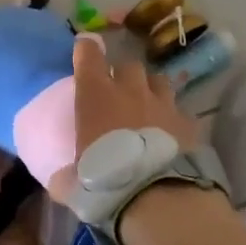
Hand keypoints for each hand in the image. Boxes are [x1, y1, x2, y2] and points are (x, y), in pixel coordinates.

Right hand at [68, 34, 199, 172]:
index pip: (89, 54)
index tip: (84, 50)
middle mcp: (130, 90)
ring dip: (151, 89)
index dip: (86, 49)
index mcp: (96, 94)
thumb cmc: (103, 179)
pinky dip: (174, 119)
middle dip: (123, 75)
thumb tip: (59, 181)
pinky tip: (171, 133)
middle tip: (119, 92)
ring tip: (148, 106)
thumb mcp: (73, 181)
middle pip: (129, 65)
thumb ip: (64, 176)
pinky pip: (180, 112)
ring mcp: (162, 103)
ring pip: (159, 81)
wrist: (152, 194)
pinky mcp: (186, 122)